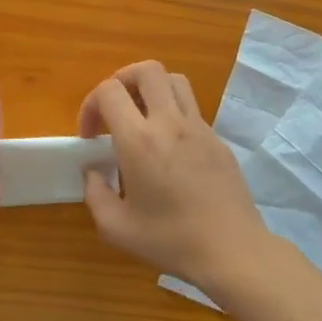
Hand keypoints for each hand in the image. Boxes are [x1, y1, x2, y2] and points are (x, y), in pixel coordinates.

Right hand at [78, 61, 267, 293]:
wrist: (231, 250)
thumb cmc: (170, 240)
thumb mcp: (116, 227)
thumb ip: (94, 193)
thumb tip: (93, 171)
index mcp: (140, 141)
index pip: (109, 91)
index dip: (90, 105)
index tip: (90, 136)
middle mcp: (169, 123)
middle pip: (146, 70)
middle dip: (122, 80)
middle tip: (114, 109)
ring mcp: (198, 127)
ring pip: (174, 80)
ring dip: (151, 89)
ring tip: (141, 118)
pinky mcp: (217, 139)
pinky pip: (191, 107)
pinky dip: (173, 112)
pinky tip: (168, 147)